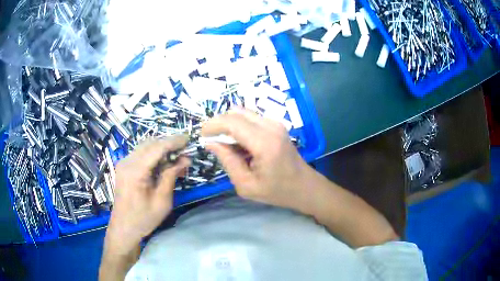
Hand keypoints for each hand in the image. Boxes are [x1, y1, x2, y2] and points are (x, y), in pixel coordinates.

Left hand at [105, 136, 189, 254]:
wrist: (123, 227)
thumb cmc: (144, 218)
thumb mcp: (162, 201)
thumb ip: (171, 176)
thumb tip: (184, 159)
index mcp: (135, 171)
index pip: (157, 148)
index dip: (174, 141)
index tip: (189, 138)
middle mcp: (127, 162)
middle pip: (150, 143)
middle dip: (168, 143)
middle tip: (185, 150)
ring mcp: (123, 163)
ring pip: (145, 146)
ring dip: (161, 147)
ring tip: (176, 156)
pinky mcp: (123, 166)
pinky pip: (140, 153)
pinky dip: (153, 153)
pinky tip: (163, 162)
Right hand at [201, 108, 311, 208]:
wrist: (305, 186)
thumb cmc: (277, 191)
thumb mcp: (247, 185)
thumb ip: (227, 161)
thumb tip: (210, 143)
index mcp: (264, 143)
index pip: (232, 123)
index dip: (213, 125)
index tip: (201, 135)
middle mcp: (271, 126)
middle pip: (236, 112)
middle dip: (219, 123)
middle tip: (211, 140)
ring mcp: (275, 123)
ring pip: (243, 113)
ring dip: (229, 124)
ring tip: (225, 143)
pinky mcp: (276, 125)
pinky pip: (251, 118)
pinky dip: (239, 126)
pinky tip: (239, 143)